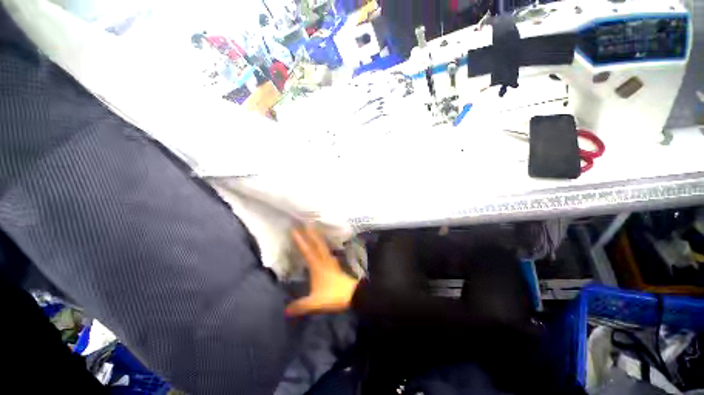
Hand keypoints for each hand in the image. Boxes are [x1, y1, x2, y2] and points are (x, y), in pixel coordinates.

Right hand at [286, 226, 359, 315]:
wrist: (352, 294)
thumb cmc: (333, 296)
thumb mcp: (315, 302)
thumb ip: (300, 306)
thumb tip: (285, 310)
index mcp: (317, 266)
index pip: (307, 250)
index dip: (300, 240)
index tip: (294, 230)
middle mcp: (324, 260)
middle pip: (317, 243)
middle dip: (310, 233)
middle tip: (306, 222)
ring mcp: (330, 261)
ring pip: (322, 245)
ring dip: (317, 236)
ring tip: (313, 228)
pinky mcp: (335, 264)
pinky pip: (326, 250)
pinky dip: (322, 244)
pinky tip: (322, 245)